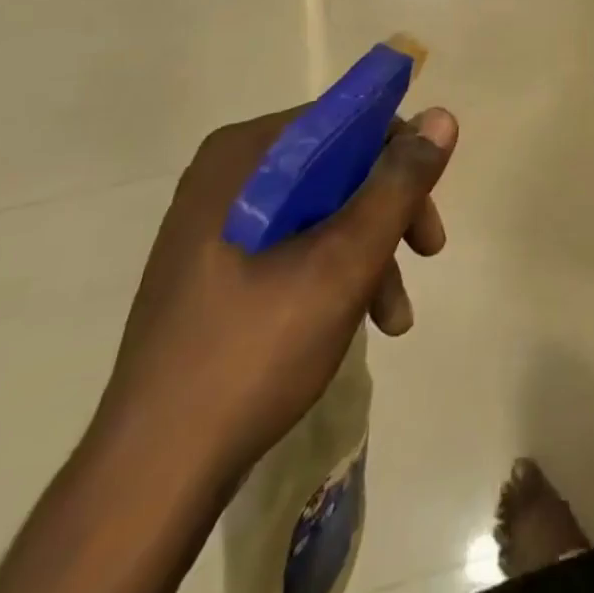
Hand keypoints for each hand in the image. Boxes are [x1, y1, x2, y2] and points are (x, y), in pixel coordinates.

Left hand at [92, 104, 457, 487]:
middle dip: (388, 212)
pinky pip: (293, 242)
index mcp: (244, 156)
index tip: (427, 204)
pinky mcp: (215, 266)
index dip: (397, 153)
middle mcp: (226, 175)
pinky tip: (360, 321)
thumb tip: (442, 115)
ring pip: (321, 208)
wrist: (151, 477)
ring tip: (395, 316)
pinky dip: (334, 271)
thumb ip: (398, 184)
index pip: (343, 120)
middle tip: (428, 253)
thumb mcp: (345, 260)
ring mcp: (216, 222)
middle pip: (336, 166)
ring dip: (369, 251)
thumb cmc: (254, 349)